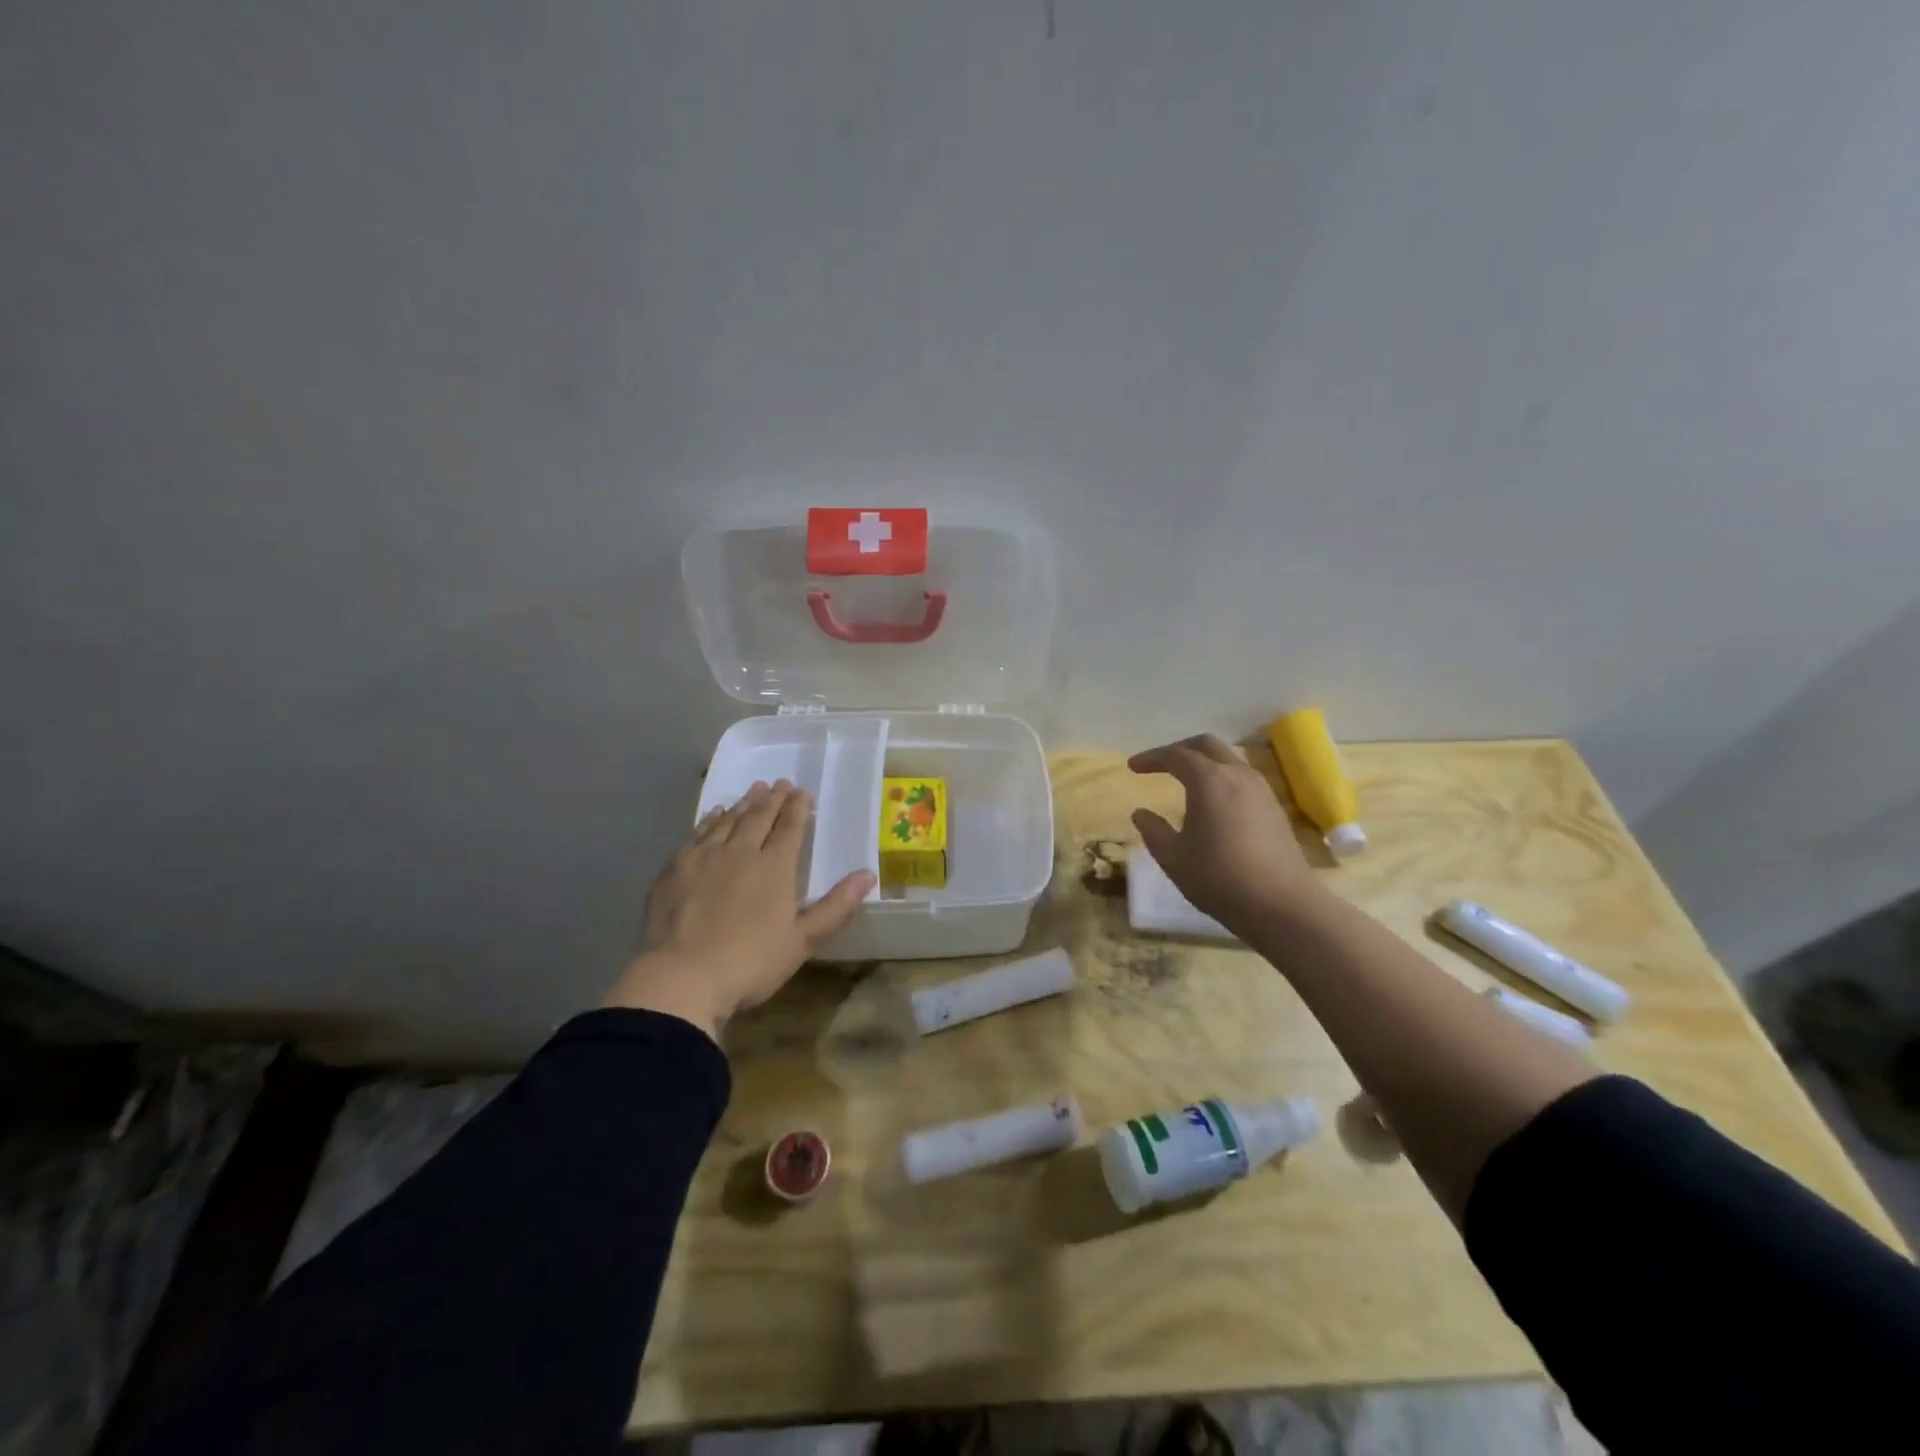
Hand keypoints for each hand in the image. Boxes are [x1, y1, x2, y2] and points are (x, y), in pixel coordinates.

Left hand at [604, 780, 874, 1039]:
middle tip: (780, 783)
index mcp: (775, 867)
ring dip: (744, 804)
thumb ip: (836, 906)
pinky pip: (698, 833)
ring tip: (753, 791)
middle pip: (759, 817)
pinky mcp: (675, 868)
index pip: (790, 828)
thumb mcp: (803, 941)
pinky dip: (711, 819)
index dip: (798, 808)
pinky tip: (715, 815)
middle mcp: (741, 851)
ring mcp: (704, 857)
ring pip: (729, 820)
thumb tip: (868, 874)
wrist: (681, 978)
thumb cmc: (750, 963)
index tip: (802, 792)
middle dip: (773, 799)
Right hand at [1129, 735, 1318, 930]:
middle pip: (1206, 746)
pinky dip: (1221, 780)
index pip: (1175, 755)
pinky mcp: (1275, 809)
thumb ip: (1153, 831)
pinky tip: (1213, 804)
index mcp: (1209, 780)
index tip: (1133, 767)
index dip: (1151, 758)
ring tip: (1185, 782)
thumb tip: (1141, 814)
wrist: (1282, 906)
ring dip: (1204, 764)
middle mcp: (1237, 775)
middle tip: (1160, 764)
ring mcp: (1261, 790)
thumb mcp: (1173, 858)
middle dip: (1180, 750)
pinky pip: (1242, 780)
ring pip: (1228, 761)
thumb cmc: (1219, 878)